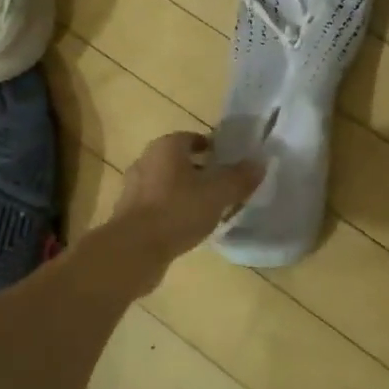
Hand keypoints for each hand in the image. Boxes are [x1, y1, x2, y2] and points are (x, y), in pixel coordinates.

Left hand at [102, 132, 263, 289]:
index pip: (193, 138)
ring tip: (208, 209)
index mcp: (166, 147)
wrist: (133, 250)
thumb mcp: (218, 193)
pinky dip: (172, 211)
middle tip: (222, 186)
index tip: (228, 163)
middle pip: (179, 161)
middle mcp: (146, 161)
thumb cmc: (177, 211)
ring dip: (185, 193)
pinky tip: (187, 228)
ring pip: (167, 184)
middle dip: (200, 171)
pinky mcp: (128, 215)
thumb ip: (239, 178)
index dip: (213, 149)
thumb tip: (259, 163)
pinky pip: (157, 206)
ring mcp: (133, 188)